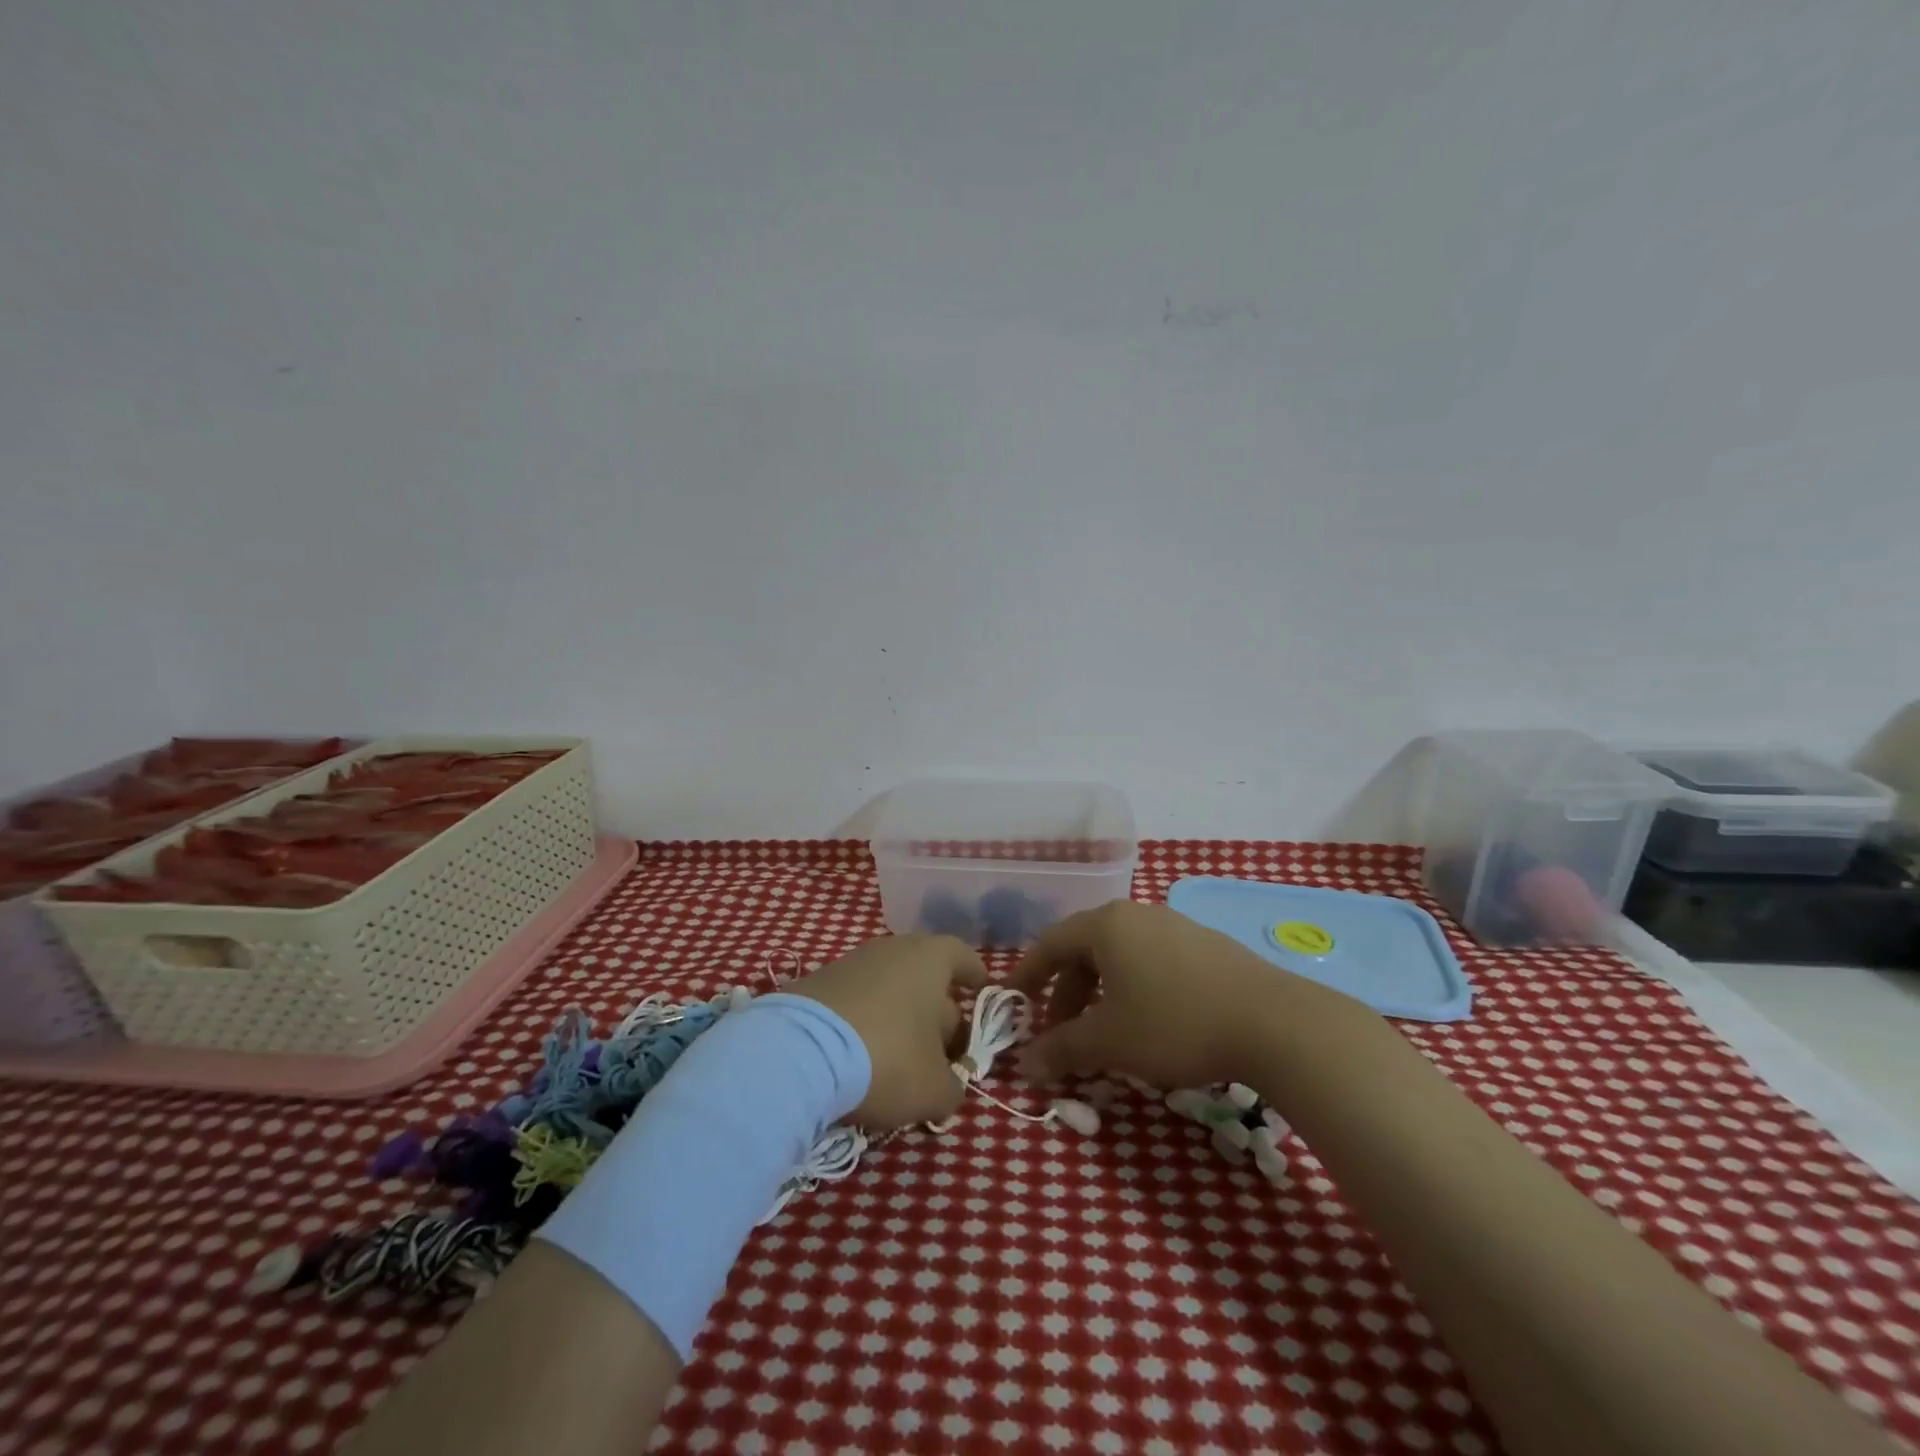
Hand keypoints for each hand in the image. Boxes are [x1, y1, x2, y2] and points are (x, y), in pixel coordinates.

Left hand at [787, 933, 986, 1128]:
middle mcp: (892, 950)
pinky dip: (866, 1024)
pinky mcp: (817, 984)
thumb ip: (953, 1087)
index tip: (981, 991)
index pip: (962, 956)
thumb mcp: (934, 1089)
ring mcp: (850, 963)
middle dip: (939, 1013)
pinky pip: (857, 1001)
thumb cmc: (887, 1058)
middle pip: (926, 977)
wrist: (798, 1052)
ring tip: (901, 1063)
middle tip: (943, 1053)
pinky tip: (862, 1059)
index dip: (975, 976)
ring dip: (900, 1020)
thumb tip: (948, 1087)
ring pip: (889, 990)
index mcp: (930, 959)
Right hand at [1008, 901, 1310, 1087]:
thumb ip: (1063, 1049)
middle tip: (1062, 1033)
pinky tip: (1151, 1024)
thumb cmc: (1174, 1024)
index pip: (1050, 943)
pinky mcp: (1207, 946)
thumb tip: (1028, 1065)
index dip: (1027, 973)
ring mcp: (1176, 926)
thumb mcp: (1109, 1042)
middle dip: (1067, 993)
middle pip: (1086, 949)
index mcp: (1106, 926)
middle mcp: (1137, 915)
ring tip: (1106, 1033)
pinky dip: (1136, 989)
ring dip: (1102, 993)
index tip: (1012, 1000)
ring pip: (1122, 957)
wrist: (1272, 1022)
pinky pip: (1154, 962)